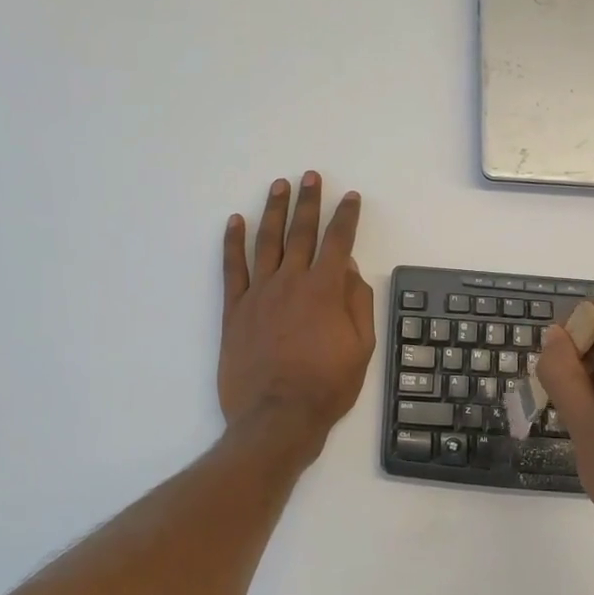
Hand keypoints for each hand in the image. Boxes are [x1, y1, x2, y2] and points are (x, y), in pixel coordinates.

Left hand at [219, 173, 375, 462]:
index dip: (347, 217)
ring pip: (267, 242)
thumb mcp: (361, 348)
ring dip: (274, 211)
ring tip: (278, 186)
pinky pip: (232, 268)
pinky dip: (232, 242)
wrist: (276, 417)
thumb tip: (349, 269)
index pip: (339, 242)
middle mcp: (291, 282)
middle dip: (309, 202)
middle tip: (311, 176)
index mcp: (325, 290)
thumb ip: (357, 303)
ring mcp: (259, 293)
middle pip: (302, 232)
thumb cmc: (326, 387)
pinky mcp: (234, 310)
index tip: (351, 197)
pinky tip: (235, 221)